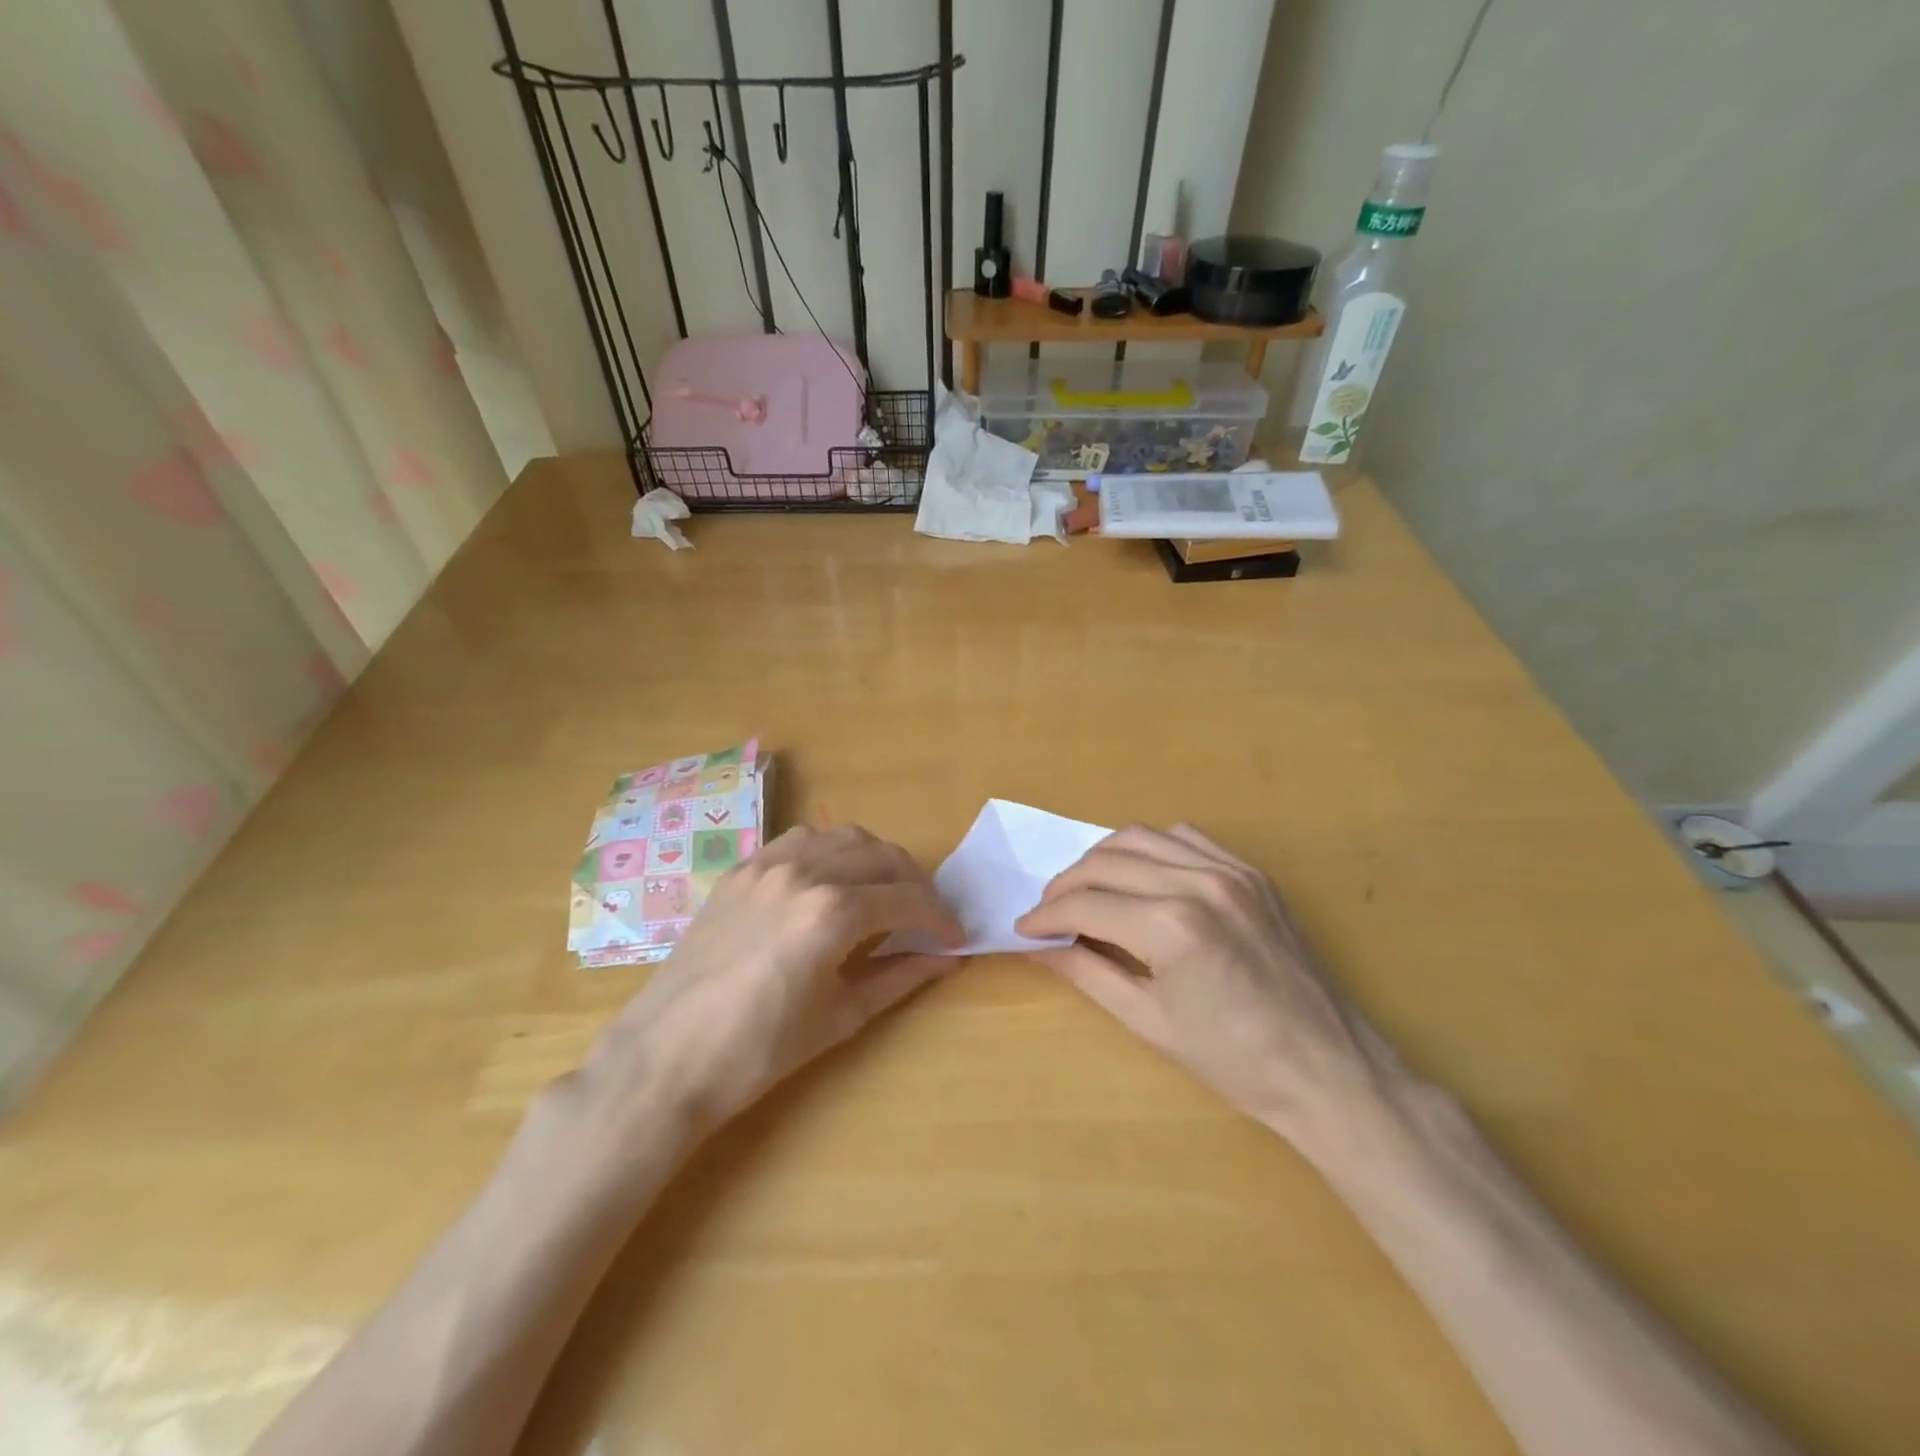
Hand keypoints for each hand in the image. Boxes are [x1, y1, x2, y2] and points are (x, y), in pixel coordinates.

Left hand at [586, 824, 963, 1136]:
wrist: (665, 1058)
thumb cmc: (759, 1051)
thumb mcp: (841, 1016)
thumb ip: (900, 978)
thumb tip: (947, 960)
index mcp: (832, 911)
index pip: (907, 899)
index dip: (940, 917)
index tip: (955, 936)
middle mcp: (804, 871)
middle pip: (881, 856)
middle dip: (915, 882)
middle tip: (927, 915)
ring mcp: (767, 864)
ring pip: (842, 837)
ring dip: (875, 858)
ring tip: (885, 891)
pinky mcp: (741, 870)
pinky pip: (799, 841)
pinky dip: (830, 851)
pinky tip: (833, 880)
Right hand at [1015, 824, 1393, 1144]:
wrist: (1328, 1068)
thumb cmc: (1233, 1060)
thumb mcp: (1148, 1022)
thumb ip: (1085, 974)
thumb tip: (1037, 948)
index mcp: (1170, 927)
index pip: (1085, 905)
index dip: (1045, 917)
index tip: (1023, 928)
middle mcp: (1198, 882)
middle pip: (1105, 862)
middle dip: (1065, 884)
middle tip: (1048, 912)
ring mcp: (1230, 870)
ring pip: (1141, 837)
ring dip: (1102, 858)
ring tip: (1086, 888)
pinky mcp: (1251, 871)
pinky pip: (1185, 838)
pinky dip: (1150, 848)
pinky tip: (1140, 875)